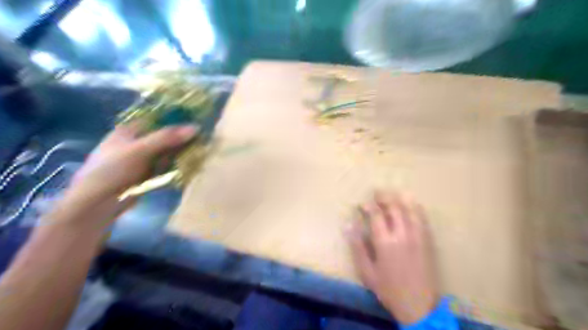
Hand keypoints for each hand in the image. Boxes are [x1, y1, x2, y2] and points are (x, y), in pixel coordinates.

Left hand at [45, 126, 195, 230]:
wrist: (97, 203)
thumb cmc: (113, 170)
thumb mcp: (140, 150)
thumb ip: (167, 138)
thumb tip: (196, 128)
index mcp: (129, 131)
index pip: (157, 119)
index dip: (175, 119)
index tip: (196, 121)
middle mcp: (136, 143)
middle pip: (163, 136)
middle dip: (181, 138)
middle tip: (202, 138)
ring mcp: (141, 160)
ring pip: (166, 152)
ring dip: (180, 152)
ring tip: (200, 151)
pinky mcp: (146, 174)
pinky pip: (165, 166)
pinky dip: (175, 165)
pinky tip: (188, 165)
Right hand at [345, 191, 437, 324]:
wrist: (419, 305)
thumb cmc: (388, 289)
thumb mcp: (366, 271)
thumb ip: (357, 246)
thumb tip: (348, 225)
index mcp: (385, 242)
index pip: (376, 215)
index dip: (368, 206)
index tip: (361, 204)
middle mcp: (402, 235)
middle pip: (394, 207)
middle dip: (384, 197)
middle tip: (376, 193)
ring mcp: (417, 236)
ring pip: (409, 209)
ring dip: (400, 198)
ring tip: (392, 193)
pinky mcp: (427, 241)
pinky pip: (422, 218)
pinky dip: (416, 208)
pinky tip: (411, 203)